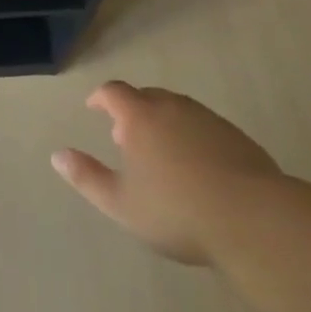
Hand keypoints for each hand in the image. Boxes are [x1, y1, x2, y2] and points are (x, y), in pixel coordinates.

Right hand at [53, 81, 282, 264]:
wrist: (253, 219)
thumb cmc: (177, 211)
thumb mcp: (121, 203)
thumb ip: (87, 177)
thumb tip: (57, 155)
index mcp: (140, 117)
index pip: (114, 92)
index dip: (101, 97)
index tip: (94, 108)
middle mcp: (172, 107)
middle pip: (147, 96)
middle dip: (132, 111)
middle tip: (126, 138)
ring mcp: (208, 119)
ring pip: (177, 110)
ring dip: (163, 122)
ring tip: (161, 154)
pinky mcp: (236, 137)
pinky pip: (203, 126)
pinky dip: (191, 136)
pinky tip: (197, 168)